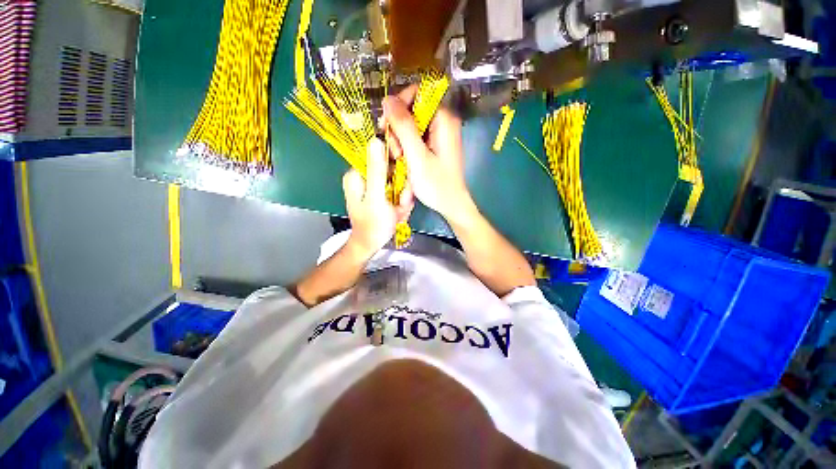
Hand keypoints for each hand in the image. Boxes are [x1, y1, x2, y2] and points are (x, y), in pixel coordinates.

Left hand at [343, 138, 413, 258]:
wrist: (371, 244)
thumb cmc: (373, 224)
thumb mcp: (376, 197)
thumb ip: (377, 170)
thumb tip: (376, 140)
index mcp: (357, 175)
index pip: (378, 155)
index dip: (395, 163)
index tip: (402, 181)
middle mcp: (363, 177)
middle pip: (390, 169)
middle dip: (400, 186)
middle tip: (400, 203)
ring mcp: (373, 186)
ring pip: (396, 181)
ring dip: (402, 196)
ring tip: (399, 210)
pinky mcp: (380, 193)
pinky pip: (396, 190)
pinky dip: (401, 201)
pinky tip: (398, 212)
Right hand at [383, 86, 471, 220]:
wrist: (450, 204)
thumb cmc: (436, 184)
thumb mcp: (417, 156)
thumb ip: (403, 127)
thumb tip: (387, 99)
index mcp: (443, 119)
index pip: (417, 93)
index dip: (399, 105)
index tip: (388, 125)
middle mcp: (442, 121)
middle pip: (411, 109)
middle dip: (398, 128)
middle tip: (396, 150)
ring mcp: (438, 134)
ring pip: (410, 125)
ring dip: (400, 140)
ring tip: (400, 159)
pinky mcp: (434, 145)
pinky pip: (414, 137)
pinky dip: (405, 147)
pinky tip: (404, 161)